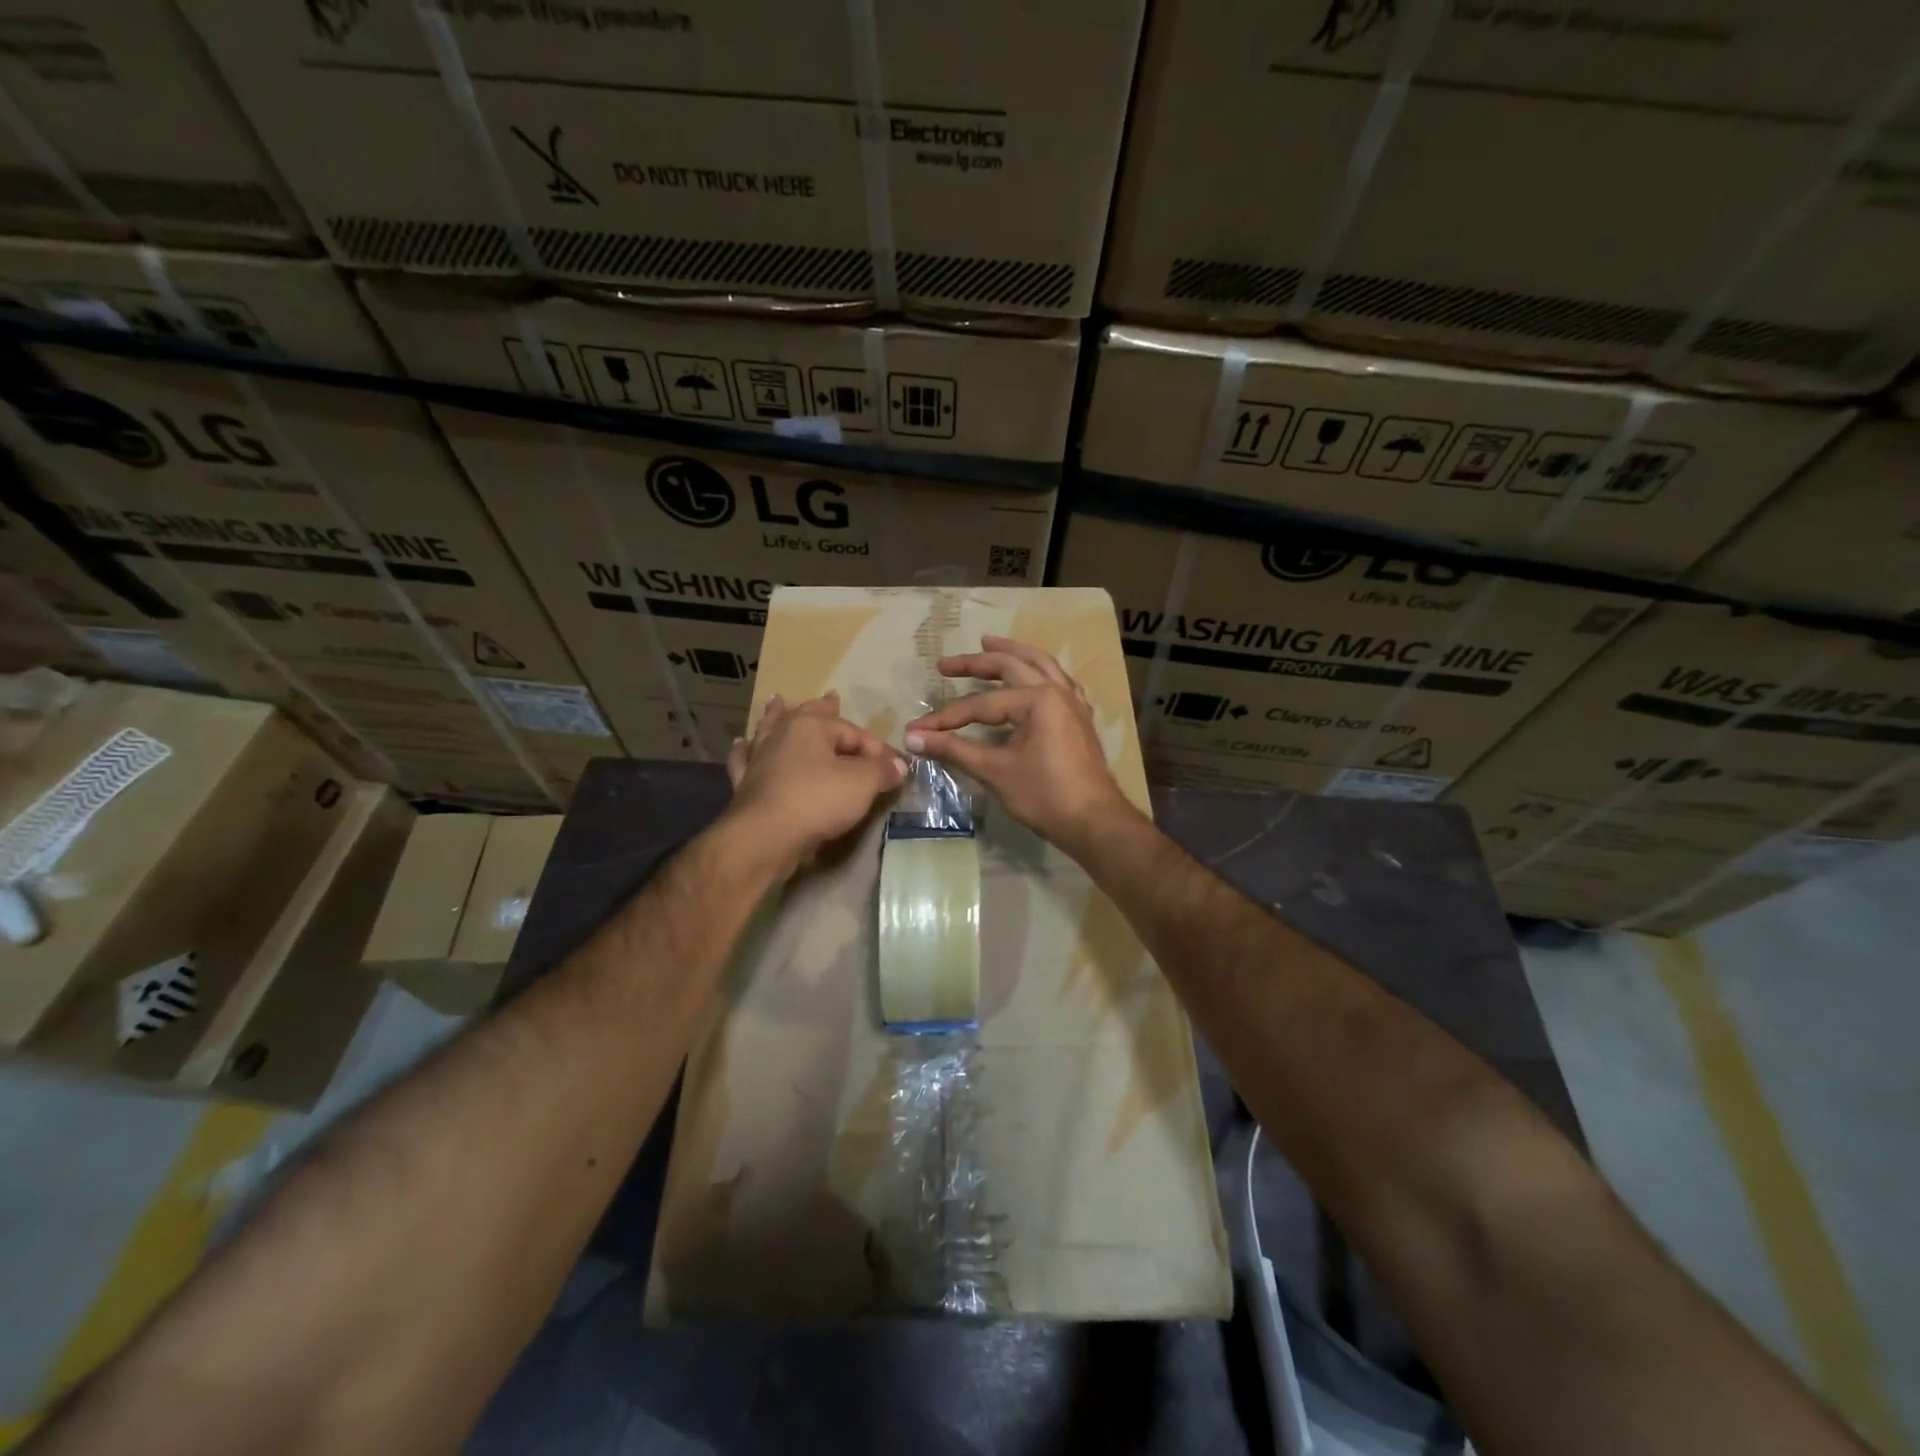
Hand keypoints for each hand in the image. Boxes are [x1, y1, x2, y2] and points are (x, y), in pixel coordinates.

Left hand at [724, 692, 905, 876]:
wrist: (765, 838)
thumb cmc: (817, 801)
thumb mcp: (862, 783)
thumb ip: (882, 770)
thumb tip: (899, 765)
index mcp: (810, 726)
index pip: (853, 732)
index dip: (877, 749)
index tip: (895, 768)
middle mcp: (781, 734)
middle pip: (806, 715)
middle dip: (822, 707)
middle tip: (831, 697)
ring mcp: (759, 758)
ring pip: (769, 730)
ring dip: (776, 716)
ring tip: (777, 702)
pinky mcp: (745, 783)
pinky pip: (745, 760)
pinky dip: (745, 751)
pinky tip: (742, 745)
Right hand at [904, 636, 1137, 855]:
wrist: (1094, 822)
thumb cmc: (1044, 795)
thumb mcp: (995, 771)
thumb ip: (953, 749)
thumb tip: (912, 738)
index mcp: (1038, 699)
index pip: (981, 704)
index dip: (946, 717)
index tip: (916, 729)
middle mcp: (1058, 691)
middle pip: (1011, 666)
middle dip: (976, 663)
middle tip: (946, 665)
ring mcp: (1073, 703)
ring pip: (1041, 665)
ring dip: (1013, 653)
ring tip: (989, 643)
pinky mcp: (1080, 718)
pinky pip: (1058, 682)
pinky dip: (1039, 672)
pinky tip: (1033, 675)